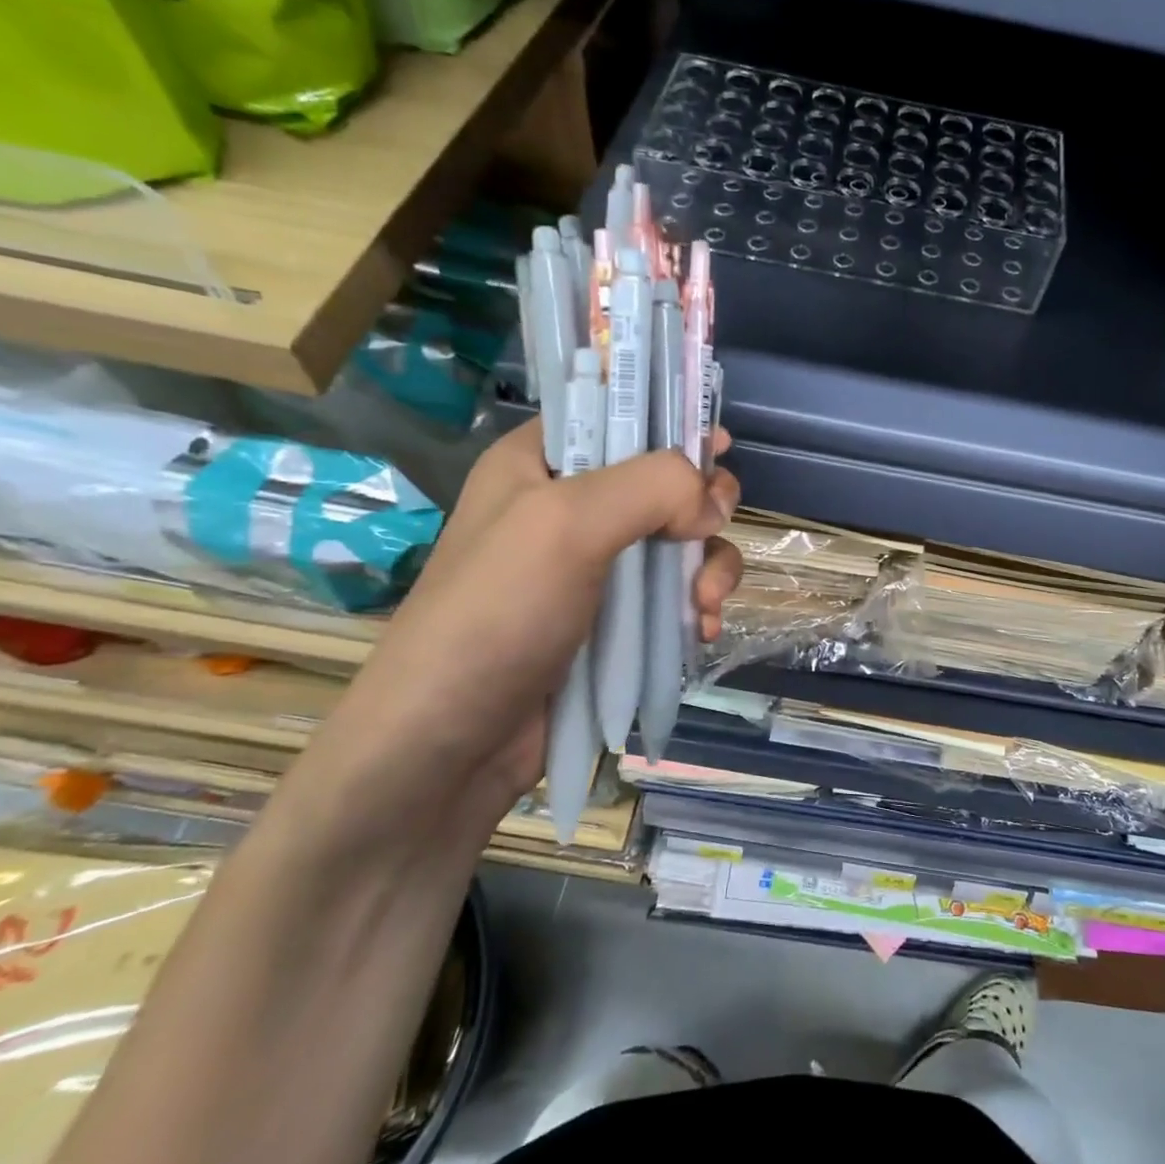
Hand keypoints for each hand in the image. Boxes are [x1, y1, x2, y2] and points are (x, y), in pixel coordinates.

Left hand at [283, 423, 742, 845]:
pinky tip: (702, 632)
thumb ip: (651, 487)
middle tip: (710, 530)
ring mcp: (594, 569)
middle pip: (665, 481)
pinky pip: (675, 596)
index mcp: (540, 463)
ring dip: (709, 568)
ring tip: (706, 606)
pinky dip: (698, 608)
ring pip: (682, 543)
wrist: (448, 750)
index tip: (716, 445)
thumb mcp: (565, 526)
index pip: (616, 413)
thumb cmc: (495, 617)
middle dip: (703, 509)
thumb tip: (713, 503)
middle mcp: (569, 508)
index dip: (669, 422)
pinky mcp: (614, 622)